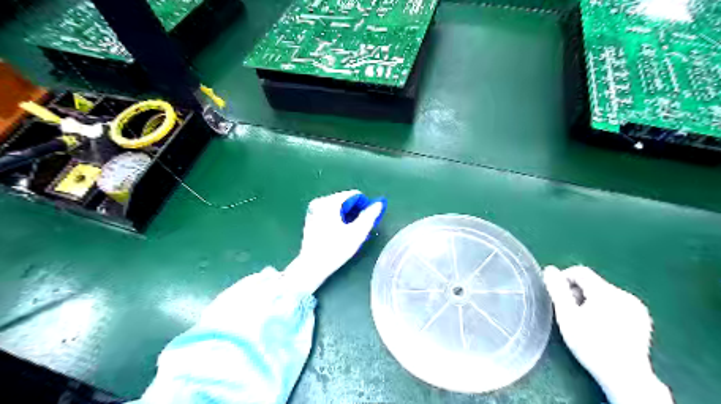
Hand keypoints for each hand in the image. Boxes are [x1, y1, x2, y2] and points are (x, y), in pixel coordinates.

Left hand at [284, 190, 385, 293]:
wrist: (312, 266)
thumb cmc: (336, 249)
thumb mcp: (357, 233)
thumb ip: (369, 216)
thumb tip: (379, 203)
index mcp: (330, 202)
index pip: (354, 195)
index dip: (365, 206)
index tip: (367, 221)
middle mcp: (320, 202)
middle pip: (345, 200)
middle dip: (355, 212)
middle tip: (359, 229)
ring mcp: (313, 210)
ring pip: (338, 207)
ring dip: (347, 216)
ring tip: (350, 232)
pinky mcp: (311, 219)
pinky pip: (329, 213)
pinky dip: (337, 219)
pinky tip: (339, 234)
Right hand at [545, 265, 672, 403]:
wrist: (625, 376)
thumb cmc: (590, 345)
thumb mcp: (567, 316)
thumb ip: (557, 290)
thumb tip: (550, 269)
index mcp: (606, 292)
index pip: (580, 271)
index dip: (564, 278)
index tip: (557, 295)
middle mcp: (624, 295)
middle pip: (592, 283)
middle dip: (577, 292)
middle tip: (569, 312)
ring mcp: (636, 307)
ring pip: (604, 293)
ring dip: (590, 301)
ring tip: (584, 321)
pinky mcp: (642, 319)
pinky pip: (617, 304)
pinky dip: (605, 309)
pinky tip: (602, 327)